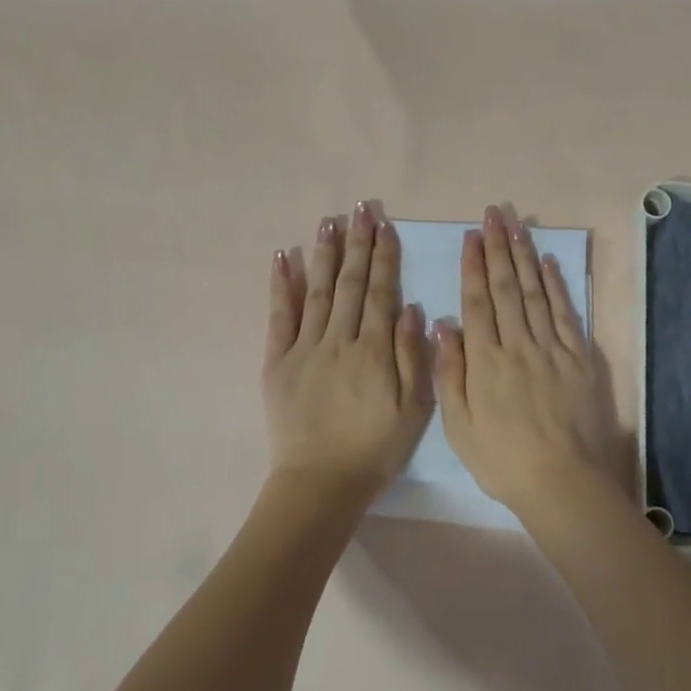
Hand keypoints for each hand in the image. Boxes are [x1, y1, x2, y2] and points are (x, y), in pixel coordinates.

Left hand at [263, 203, 432, 491]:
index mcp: (374, 352)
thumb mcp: (413, 411)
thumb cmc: (374, 449)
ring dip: (325, 254)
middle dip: (358, 244)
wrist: (321, 480)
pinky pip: (279, 316)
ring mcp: (304, 348)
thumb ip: (413, 358)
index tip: (385, 227)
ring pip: (317, 291)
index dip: (384, 258)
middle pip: (351, 284)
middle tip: (361, 209)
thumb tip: (411, 309)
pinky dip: (282, 285)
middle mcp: (339, 340)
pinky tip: (285, 257)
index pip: (381, 294)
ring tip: (330, 221)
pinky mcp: (277, 361)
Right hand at [435, 205, 615, 513]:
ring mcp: (552, 349)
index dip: (473, 266)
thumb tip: (442, 324)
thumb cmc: (502, 459)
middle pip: (506, 288)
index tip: (471, 236)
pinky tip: (548, 264)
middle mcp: (518, 344)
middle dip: (498, 248)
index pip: (477, 302)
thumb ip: (450, 372)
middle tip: (494, 214)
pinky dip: (556, 286)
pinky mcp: (579, 359)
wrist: (562, 482)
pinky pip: (566, 313)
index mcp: (486, 361)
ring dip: (525, 256)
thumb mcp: (459, 425)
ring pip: (535, 293)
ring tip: (517, 225)